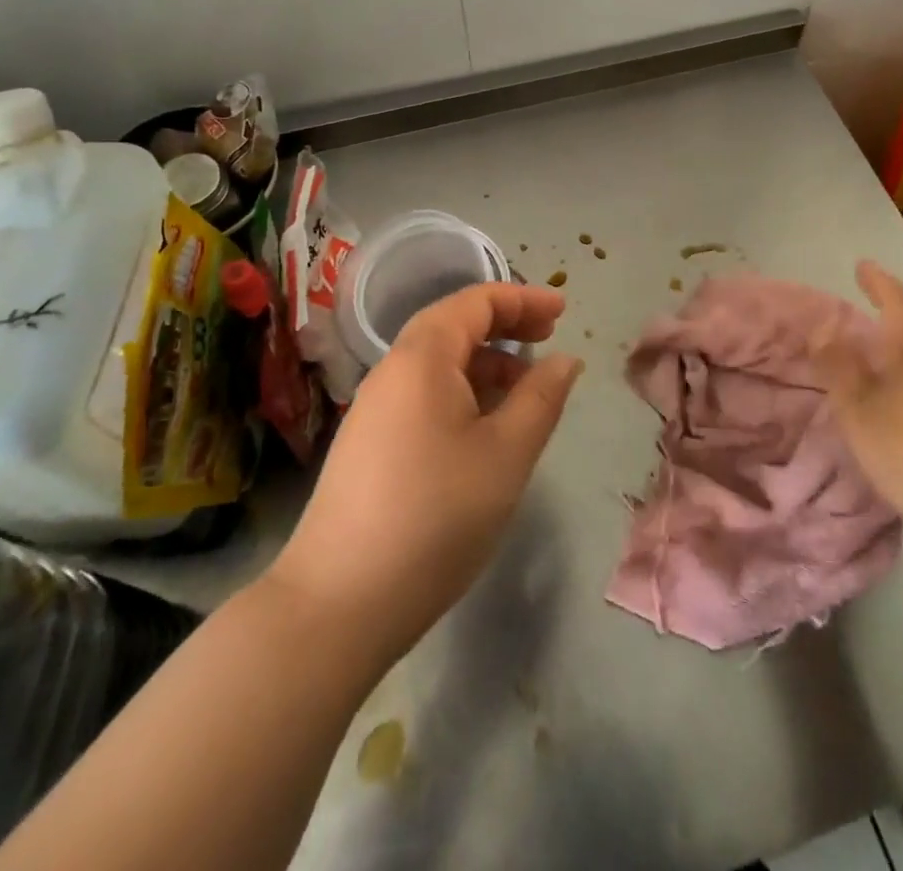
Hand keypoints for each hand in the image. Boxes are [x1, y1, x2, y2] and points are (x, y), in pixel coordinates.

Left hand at [266, 283, 583, 665]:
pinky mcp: (368, 443)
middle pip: (453, 326)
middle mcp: (391, 370)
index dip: (522, 299)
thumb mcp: (506, 454)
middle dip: (505, 325)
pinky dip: (462, 393)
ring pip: (438, 364)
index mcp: (422, 357)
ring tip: (526, 391)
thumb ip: (541, 398)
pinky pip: (423, 395)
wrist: (338, 603)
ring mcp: (374, 408)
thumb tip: (564, 360)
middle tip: (549, 338)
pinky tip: (484, 430)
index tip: (562, 312)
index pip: (475, 302)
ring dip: (485, 363)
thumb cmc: (436, 516)